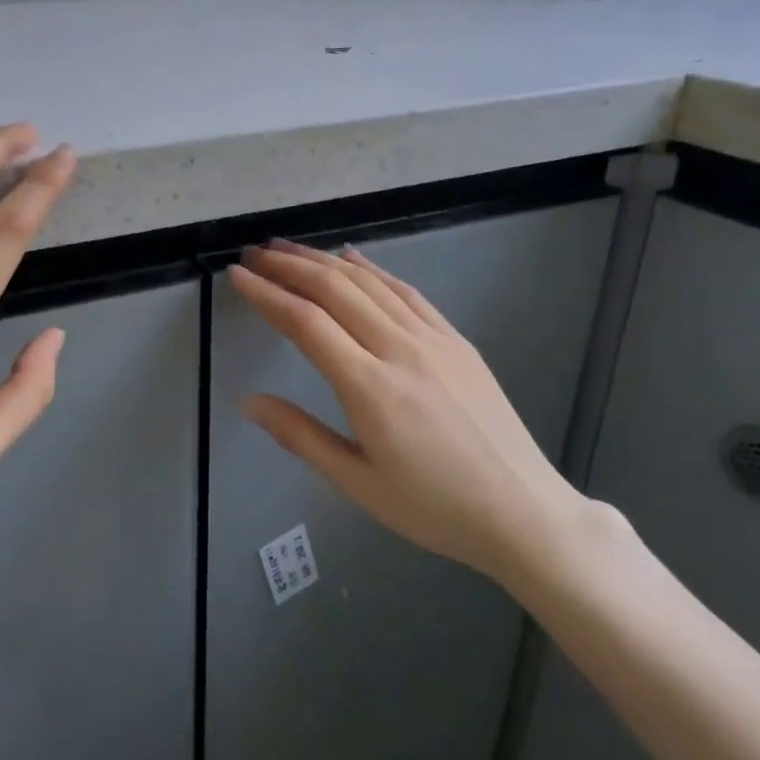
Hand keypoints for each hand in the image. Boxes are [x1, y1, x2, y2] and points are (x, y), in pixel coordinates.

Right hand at [229, 241, 593, 595]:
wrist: (522, 511)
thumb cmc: (433, 507)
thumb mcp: (358, 483)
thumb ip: (300, 436)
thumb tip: (248, 402)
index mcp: (370, 388)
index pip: (305, 323)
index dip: (267, 294)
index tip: (237, 276)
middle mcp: (400, 349)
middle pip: (334, 290)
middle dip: (288, 265)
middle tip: (254, 253)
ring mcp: (433, 339)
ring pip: (369, 283)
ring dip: (323, 260)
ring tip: (288, 248)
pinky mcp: (456, 339)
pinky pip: (406, 292)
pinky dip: (373, 269)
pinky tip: (352, 258)